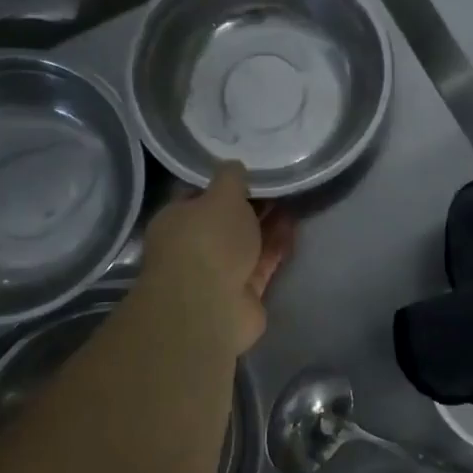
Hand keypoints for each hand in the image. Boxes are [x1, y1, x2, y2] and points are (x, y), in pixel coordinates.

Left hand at [139, 162, 293, 355]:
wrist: (210, 307)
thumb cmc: (208, 241)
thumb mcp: (221, 195)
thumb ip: (230, 178)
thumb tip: (234, 165)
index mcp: (177, 221)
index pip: (199, 196)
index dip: (224, 184)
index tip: (251, 171)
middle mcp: (194, 247)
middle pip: (226, 222)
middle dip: (252, 205)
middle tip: (280, 184)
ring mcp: (218, 273)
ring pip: (247, 244)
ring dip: (268, 225)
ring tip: (295, 201)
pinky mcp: (243, 294)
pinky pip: (262, 264)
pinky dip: (276, 247)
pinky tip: (294, 227)